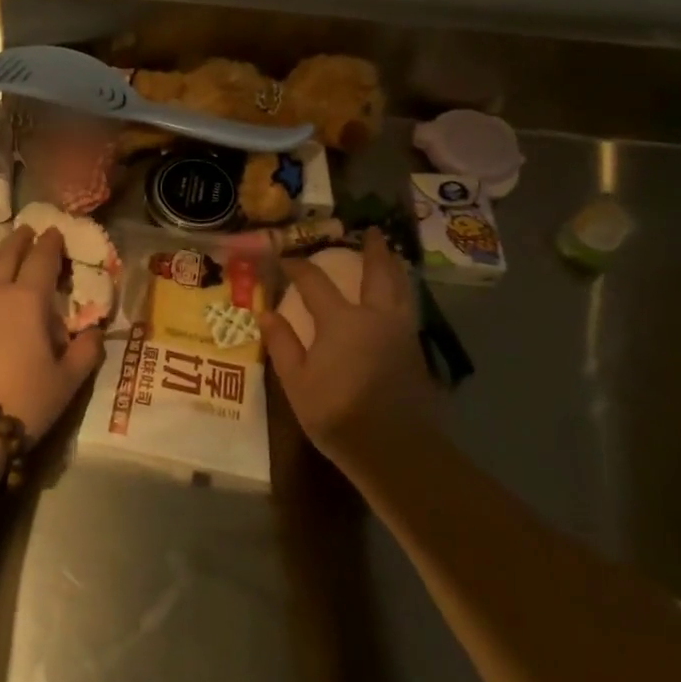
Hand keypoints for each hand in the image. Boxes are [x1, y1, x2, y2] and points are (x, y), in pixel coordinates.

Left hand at [0, 225, 104, 442]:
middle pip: (7, 255)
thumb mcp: (67, 380)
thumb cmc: (24, 399)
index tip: (56, 232)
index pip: (41, 259)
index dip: (51, 244)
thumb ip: (86, 351)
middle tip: (30, 231)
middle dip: (21, 240)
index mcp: (27, 299)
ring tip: (5, 254)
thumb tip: (94, 332)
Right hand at [260, 229, 440, 460]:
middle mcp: (375, 316)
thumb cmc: (338, 414)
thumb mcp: (297, 382)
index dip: (296, 266)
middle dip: (372, 250)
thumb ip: (283, 343)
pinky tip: (398, 296)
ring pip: (401, 288)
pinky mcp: (415, 350)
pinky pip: (408, 307)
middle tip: (370, 231)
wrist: (396, 450)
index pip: (314, 281)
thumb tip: (265, 312)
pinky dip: (403, 291)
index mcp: (341, 320)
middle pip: (376, 273)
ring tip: (392, 254)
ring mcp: (400, 332)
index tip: (283, 258)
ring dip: (395, 267)